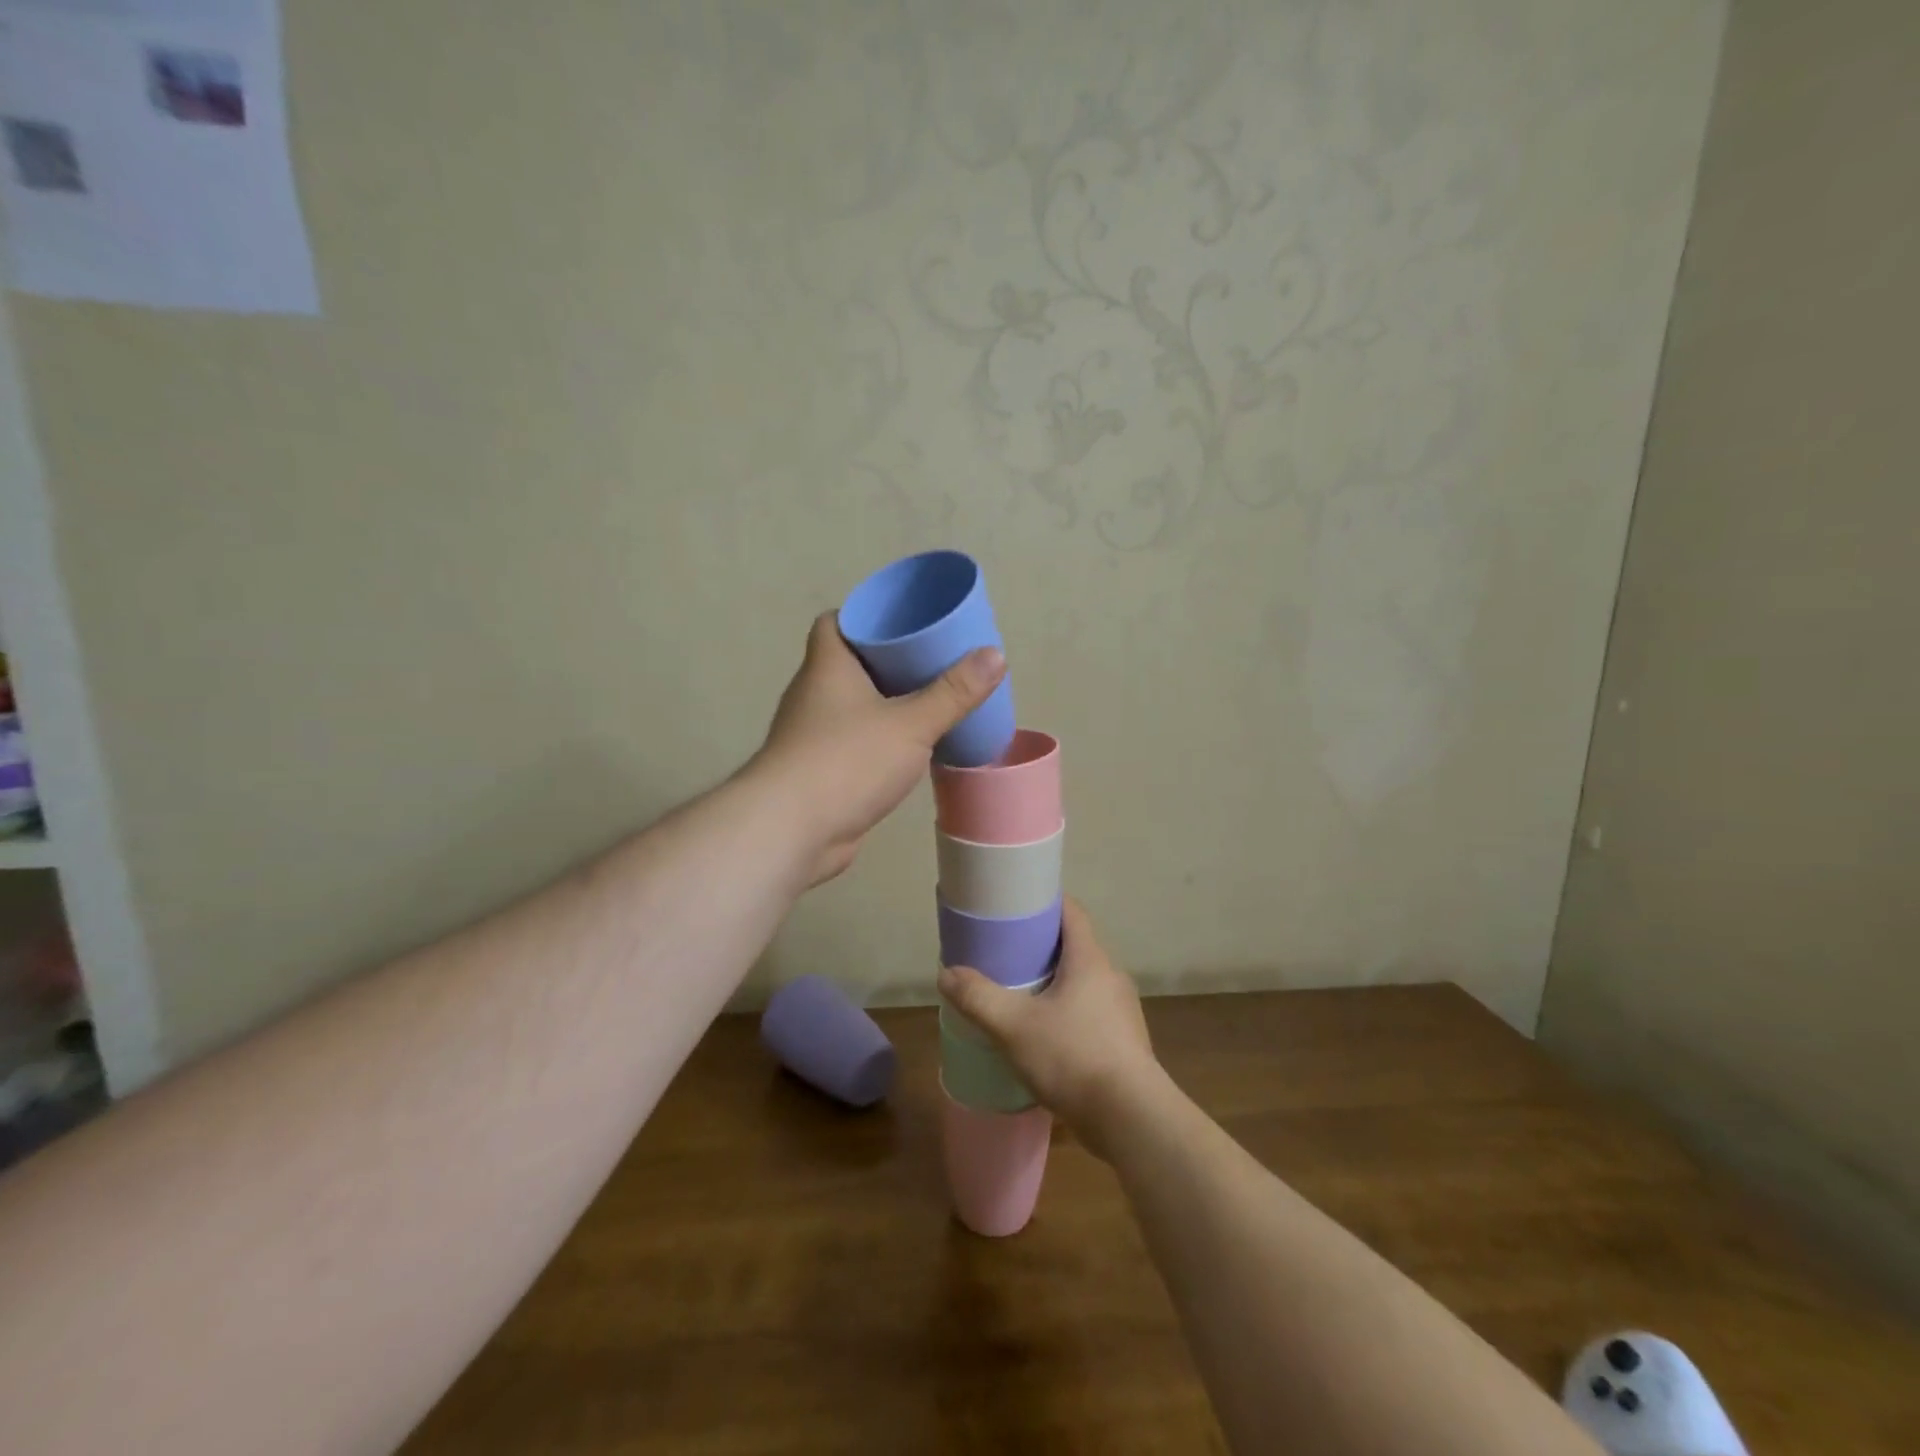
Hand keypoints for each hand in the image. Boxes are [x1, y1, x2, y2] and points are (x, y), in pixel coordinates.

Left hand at [751, 612, 1004, 886]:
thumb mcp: (911, 723)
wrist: (791, 830)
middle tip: (934, 659)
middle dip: (890, 660)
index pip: (836, 622)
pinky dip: (880, 739)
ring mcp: (813, 734)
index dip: (867, 615)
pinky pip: (855, 741)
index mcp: (827, 666)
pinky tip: (911, 748)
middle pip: (851, 663)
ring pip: (854, 705)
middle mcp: (814, 693)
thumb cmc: (847, 761)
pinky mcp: (820, 770)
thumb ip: (953, 693)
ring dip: (886, 703)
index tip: (905, 621)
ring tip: (931, 700)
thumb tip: (995, 655)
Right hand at [936, 898, 1163, 1157]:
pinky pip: (1090, 1011)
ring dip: (1054, 982)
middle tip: (1006, 952)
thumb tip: (947, 974)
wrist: (1131, 1118)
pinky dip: (1067, 1011)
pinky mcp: (1124, 1041)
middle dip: (1041, 946)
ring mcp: (1121, 1010)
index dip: (1044, 902)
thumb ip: (978, 998)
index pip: (1071, 911)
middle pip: (1074, 946)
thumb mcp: (1014, 1026)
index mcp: (1090, 959)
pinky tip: (1045, 1035)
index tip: (1015, 905)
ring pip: (1083, 981)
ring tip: (1020, 994)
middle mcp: (1111, 976)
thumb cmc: (1073, 1057)